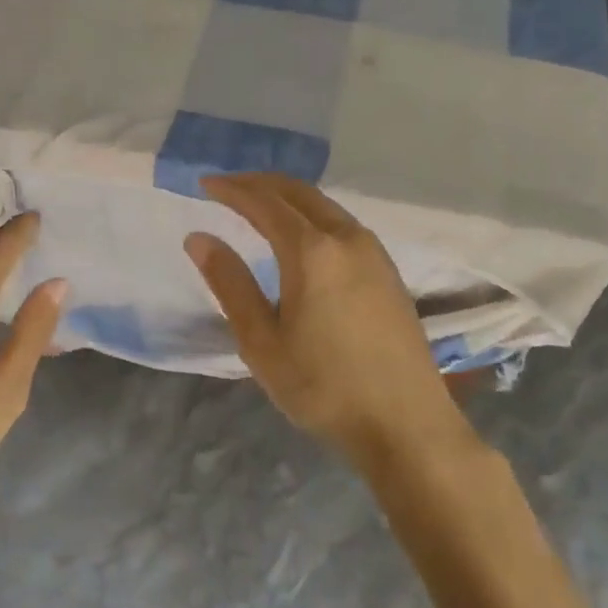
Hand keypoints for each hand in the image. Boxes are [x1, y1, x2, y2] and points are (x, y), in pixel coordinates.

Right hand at [185, 174, 468, 469]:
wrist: (407, 425)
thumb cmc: (324, 387)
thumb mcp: (261, 342)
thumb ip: (230, 283)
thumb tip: (199, 238)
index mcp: (312, 251)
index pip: (264, 203)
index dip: (232, 189)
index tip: (204, 183)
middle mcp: (346, 238)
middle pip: (297, 191)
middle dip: (259, 183)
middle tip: (227, 187)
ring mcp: (374, 252)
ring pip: (323, 204)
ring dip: (287, 196)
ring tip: (258, 205)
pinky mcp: (389, 270)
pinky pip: (342, 222)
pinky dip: (311, 213)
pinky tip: (301, 234)